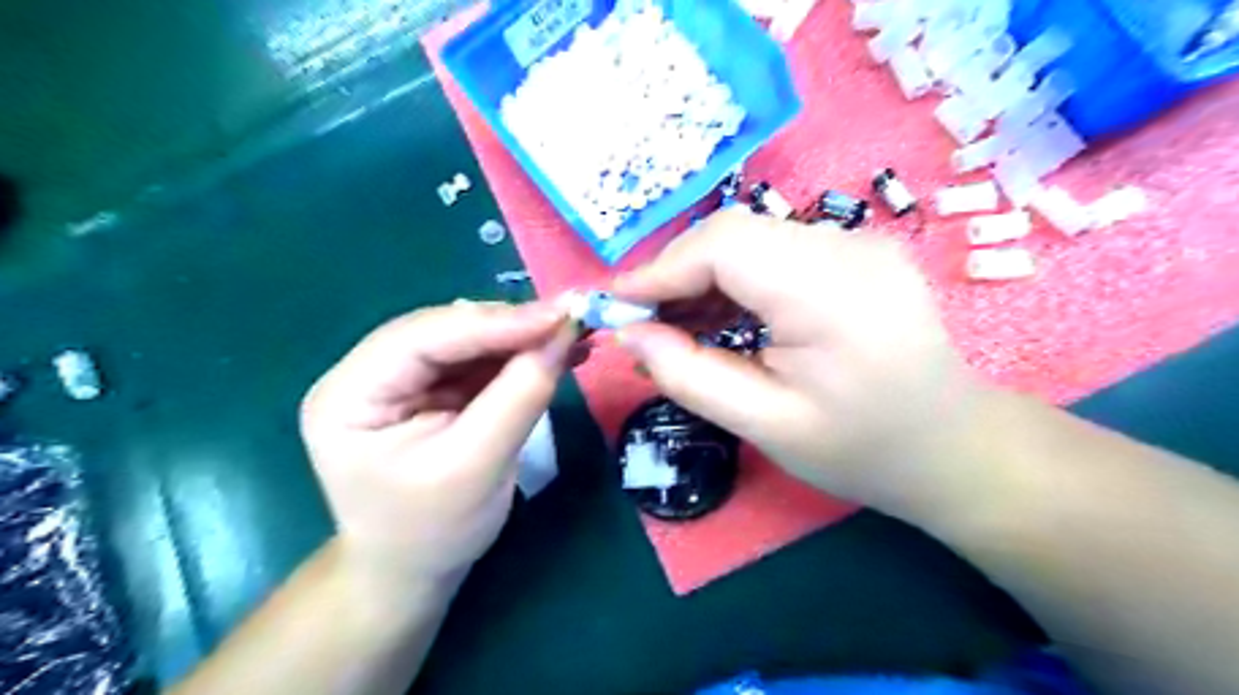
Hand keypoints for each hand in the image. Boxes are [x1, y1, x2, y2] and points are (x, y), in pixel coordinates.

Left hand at [299, 301, 576, 584]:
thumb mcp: (478, 467)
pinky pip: (481, 359)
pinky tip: (557, 352)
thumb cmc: (434, 530)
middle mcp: (368, 374)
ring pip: (468, 339)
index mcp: (350, 395)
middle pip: (446, 331)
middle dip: (512, 326)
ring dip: (522, 337)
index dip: (494, 322)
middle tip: (571, 320)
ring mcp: (402, 378)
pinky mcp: (433, 387)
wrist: (416, 570)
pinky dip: (520, 354)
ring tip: (572, 334)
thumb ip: (520, 397)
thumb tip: (564, 336)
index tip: (559, 316)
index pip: (422, 338)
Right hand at [613, 209, 994, 517]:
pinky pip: (776, 250)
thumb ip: (689, 376)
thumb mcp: (765, 426)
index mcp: (832, 293)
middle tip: (644, 324)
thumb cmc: (862, 449)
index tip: (617, 307)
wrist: (953, 447)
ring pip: (751, 239)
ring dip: (703, 276)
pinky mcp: (857, 251)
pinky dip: (736, 279)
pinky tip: (719, 316)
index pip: (724, 246)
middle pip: (734, 233)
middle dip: (676, 274)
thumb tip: (627, 335)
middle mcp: (848, 248)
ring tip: (676, 326)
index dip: (661, 270)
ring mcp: (858, 242)